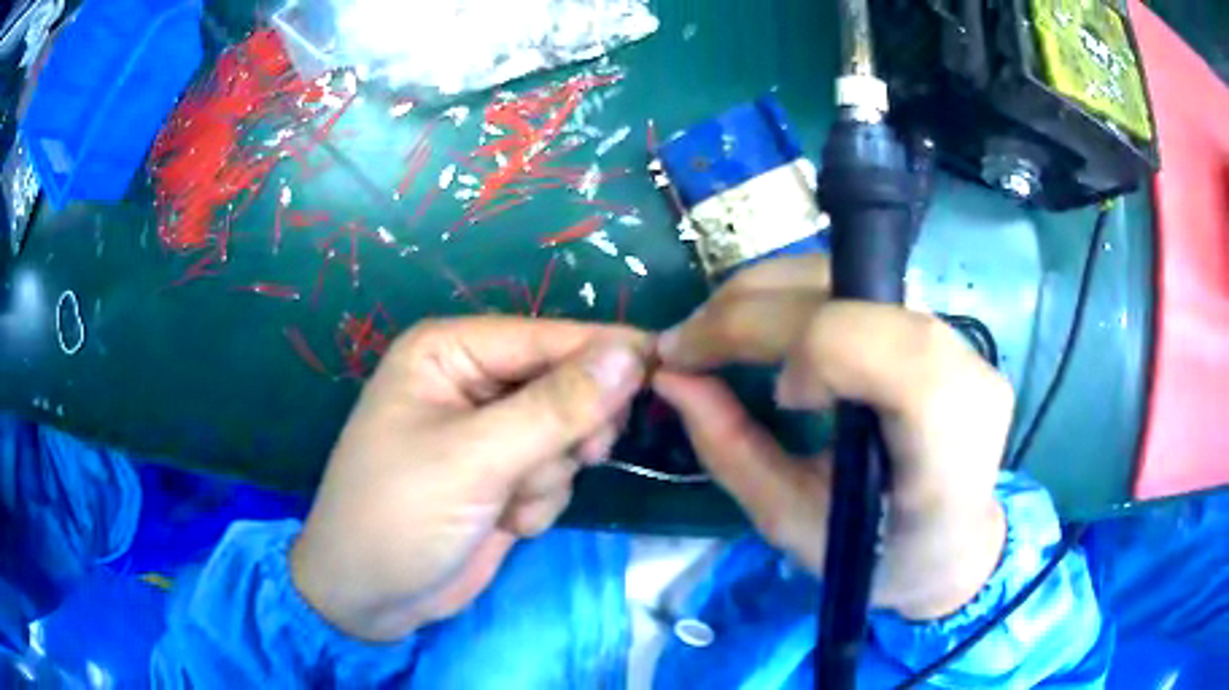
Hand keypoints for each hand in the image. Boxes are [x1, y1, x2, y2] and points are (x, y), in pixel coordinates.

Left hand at [290, 316, 649, 640]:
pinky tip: (504, 523)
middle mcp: (471, 381)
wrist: (370, 598)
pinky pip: (554, 474)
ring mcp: (488, 433)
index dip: (605, 353)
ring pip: (566, 436)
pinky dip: (539, 502)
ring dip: (548, 476)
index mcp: (450, 351)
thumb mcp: (475, 459)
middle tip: (582, 455)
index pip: (547, 337)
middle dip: (568, 431)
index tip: (664, 369)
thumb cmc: (399, 515)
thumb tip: (631, 353)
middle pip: (564, 384)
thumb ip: (557, 407)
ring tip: (509, 504)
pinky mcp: (501, 476)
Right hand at [654, 256, 1010, 619]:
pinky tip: (766, 327)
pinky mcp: (939, 325)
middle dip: (754, 308)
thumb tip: (669, 376)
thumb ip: (732, 450)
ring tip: (716, 332)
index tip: (775, 394)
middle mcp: (966, 370)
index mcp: (949, 445)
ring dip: (766, 292)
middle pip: (854, 290)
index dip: (815, 351)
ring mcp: (959, 338)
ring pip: (850, 272)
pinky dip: (795, 296)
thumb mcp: (794, 524)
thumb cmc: (876, 558)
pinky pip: (857, 283)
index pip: (886, 350)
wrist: (950, 545)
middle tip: (686, 344)